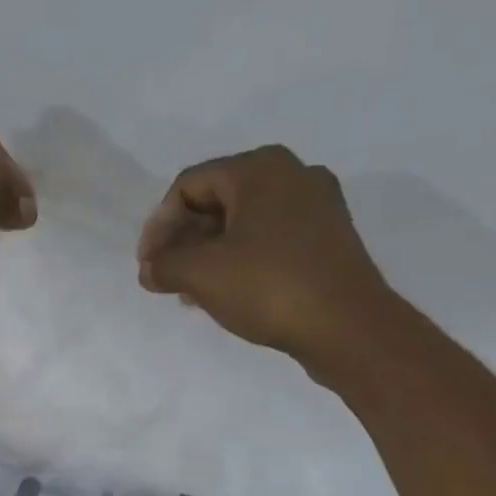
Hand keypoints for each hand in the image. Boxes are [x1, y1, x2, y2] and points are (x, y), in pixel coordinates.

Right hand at [136, 145, 397, 368]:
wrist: (348, 326)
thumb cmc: (269, 287)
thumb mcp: (201, 274)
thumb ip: (163, 265)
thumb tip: (149, 269)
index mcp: (260, 169)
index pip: (188, 186)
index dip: (159, 226)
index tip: (148, 266)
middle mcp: (291, 175)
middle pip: (216, 200)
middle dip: (183, 241)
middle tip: (165, 278)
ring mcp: (315, 206)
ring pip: (241, 222)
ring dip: (207, 254)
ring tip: (189, 292)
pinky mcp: (327, 237)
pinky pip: (267, 239)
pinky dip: (238, 260)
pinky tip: (224, 293)